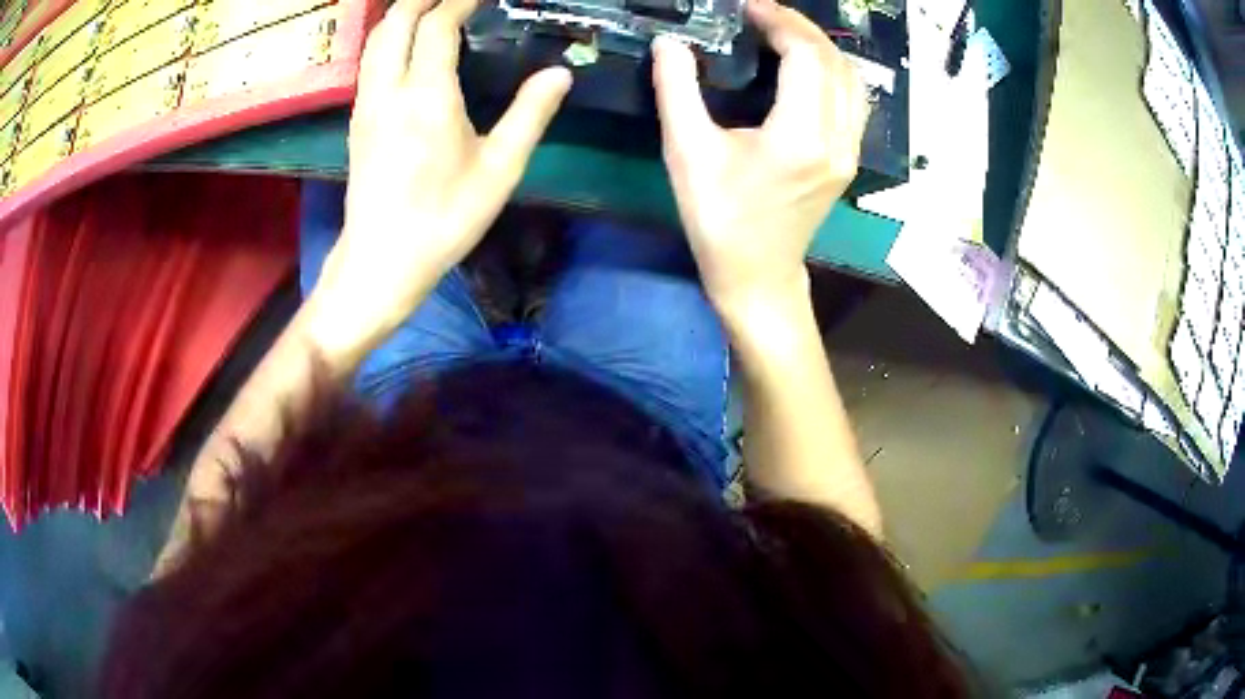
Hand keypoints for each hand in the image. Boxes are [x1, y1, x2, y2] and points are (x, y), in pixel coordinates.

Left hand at [312, 0, 571, 351]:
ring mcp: (366, 105)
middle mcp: (388, 90)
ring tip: (428, 7)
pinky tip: (406, 44)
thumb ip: (530, 114)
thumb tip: (560, 73)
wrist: (381, 261)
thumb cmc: (444, 219)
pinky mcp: (357, 121)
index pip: (436, 26)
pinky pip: (370, 61)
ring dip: (401, 14)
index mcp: (427, 96)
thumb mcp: (499, 170)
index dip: (458, 2)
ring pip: (376, 40)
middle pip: (396, 22)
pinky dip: (388, 37)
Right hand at [652, 0, 867, 313]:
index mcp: (801, 136)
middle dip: (799, 27)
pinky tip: (804, 65)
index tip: (749, 8)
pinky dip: (831, 70)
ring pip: (851, 79)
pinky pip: (852, 99)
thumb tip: (671, 43)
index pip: (807, 56)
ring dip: (819, 47)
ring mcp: (849, 151)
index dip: (780, 22)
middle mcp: (836, 140)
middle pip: (834, 61)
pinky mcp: (848, 158)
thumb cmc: (719, 221)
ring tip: (782, 32)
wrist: (758, 275)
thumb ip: (678, 91)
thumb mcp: (687, 154)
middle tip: (761, 13)